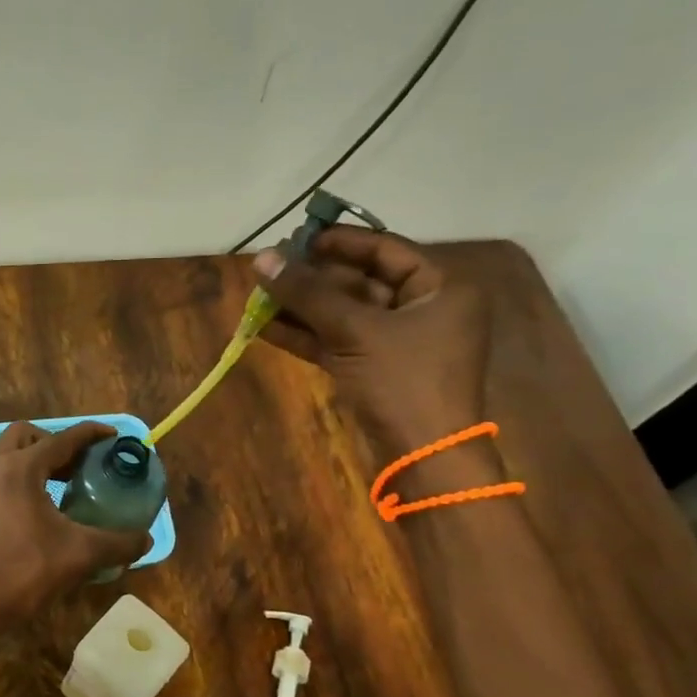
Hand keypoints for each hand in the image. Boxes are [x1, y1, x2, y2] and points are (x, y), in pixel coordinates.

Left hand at [0, 422, 151, 625]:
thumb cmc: (26, 571)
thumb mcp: (79, 554)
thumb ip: (118, 543)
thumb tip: (146, 540)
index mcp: (19, 469)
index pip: (60, 439)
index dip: (90, 434)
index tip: (113, 436)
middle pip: (27, 435)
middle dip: (57, 442)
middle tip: (82, 463)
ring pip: (10, 453)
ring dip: (38, 458)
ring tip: (68, 482)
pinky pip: (1, 473)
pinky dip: (23, 475)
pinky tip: (45, 504)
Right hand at [252, 226, 491, 448]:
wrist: (423, 457)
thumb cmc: (403, 382)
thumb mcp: (355, 331)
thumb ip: (308, 294)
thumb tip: (261, 259)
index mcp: (439, 288)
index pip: (385, 249)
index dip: (339, 242)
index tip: (297, 239)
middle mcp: (421, 308)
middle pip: (359, 281)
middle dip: (312, 278)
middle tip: (269, 270)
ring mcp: (396, 341)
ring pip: (342, 313)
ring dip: (301, 307)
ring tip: (257, 298)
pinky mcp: (373, 368)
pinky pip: (336, 341)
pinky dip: (305, 335)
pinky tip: (264, 328)